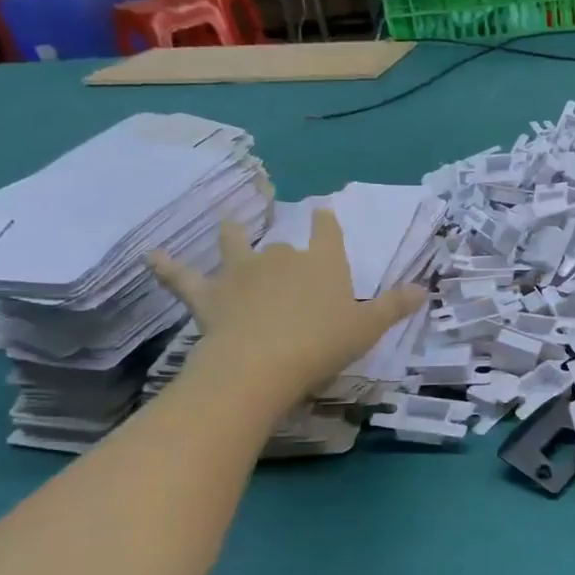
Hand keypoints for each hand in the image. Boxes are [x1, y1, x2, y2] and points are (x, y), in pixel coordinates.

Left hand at [150, 212, 423, 399]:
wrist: (261, 364)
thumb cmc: (322, 344)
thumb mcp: (368, 328)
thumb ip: (395, 306)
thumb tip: (424, 288)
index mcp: (322, 263)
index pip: (327, 233)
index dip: (326, 222)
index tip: (323, 211)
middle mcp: (282, 259)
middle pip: (284, 245)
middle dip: (287, 248)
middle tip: (288, 256)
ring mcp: (241, 274)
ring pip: (234, 246)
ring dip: (232, 234)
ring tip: (229, 221)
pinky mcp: (208, 296)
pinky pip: (183, 277)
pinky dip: (166, 266)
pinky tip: (150, 255)